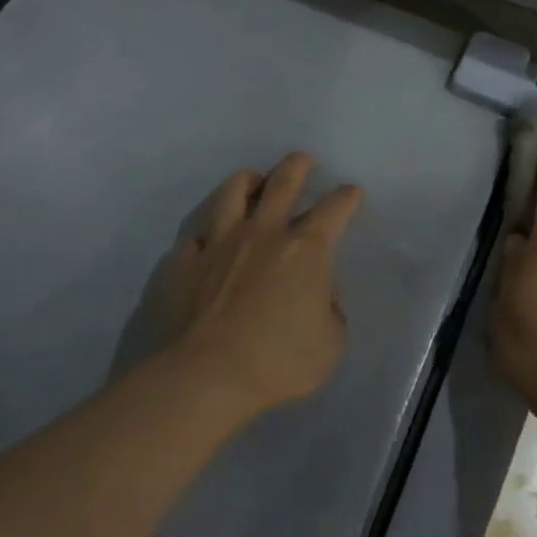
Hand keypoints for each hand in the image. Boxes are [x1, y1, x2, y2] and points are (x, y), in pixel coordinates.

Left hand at [159, 152, 363, 417]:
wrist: (204, 376)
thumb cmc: (277, 361)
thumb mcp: (329, 344)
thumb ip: (331, 312)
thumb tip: (322, 297)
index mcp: (306, 249)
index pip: (335, 208)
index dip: (347, 197)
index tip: (351, 192)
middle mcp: (263, 232)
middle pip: (283, 181)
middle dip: (298, 165)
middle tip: (304, 160)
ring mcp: (220, 242)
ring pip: (233, 192)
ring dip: (248, 181)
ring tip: (252, 180)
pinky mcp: (184, 260)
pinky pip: (195, 234)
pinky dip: (206, 232)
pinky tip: (208, 240)